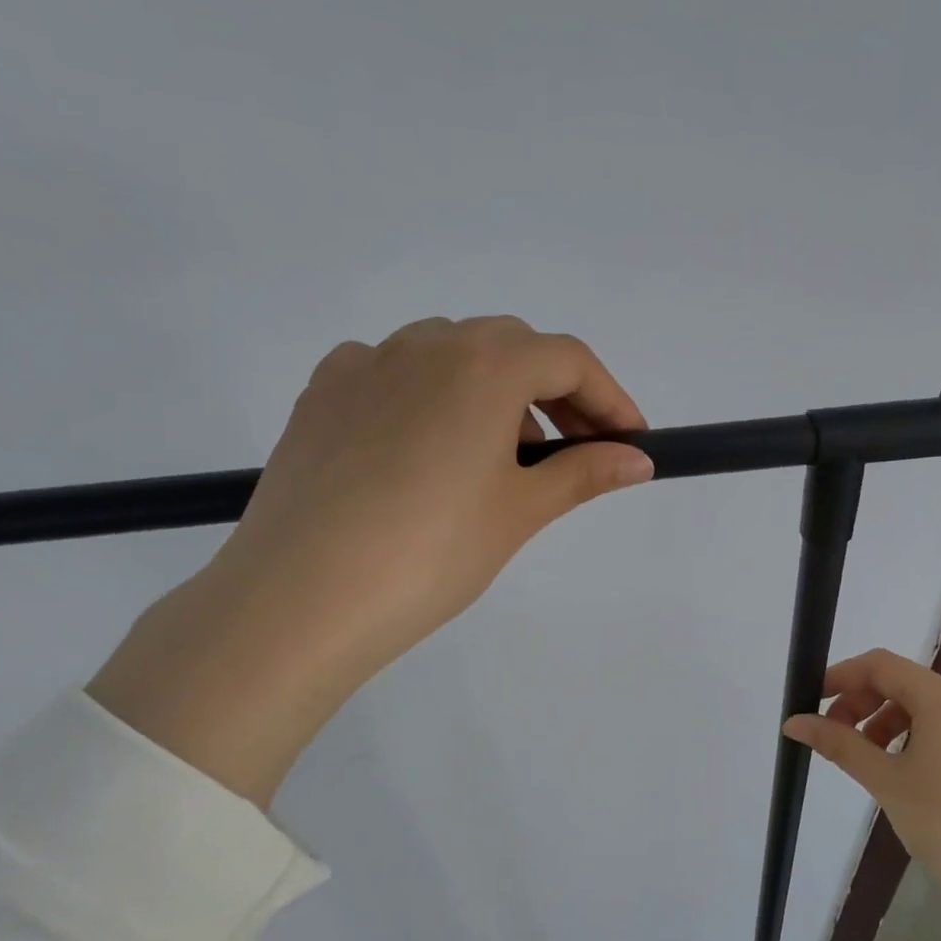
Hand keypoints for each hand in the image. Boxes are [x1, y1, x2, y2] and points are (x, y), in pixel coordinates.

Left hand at [88, 316, 653, 805]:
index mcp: (482, 364)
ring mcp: (364, 364)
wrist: (303, 597)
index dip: (610, 399)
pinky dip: (429, 399)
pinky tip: (426, 452)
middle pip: (510, 348)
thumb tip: (637, 460)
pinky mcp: (321, 395)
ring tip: (499, 462)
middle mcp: (423, 343)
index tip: (630, 443)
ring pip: (450, 357)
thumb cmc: (432, 553)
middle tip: (572, 454)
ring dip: (493, 394)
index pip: (568, 360)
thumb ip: (584, 474)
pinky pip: (393, 375)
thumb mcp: (519, 512)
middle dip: (555, 394)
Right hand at [782, 649, 940, 909]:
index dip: (841, 677)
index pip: (881, 666)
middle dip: (861, 703)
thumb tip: (794, 723)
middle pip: (902, 683)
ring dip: (883, 722)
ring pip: (922, 707)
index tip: (810, 700)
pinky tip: (898, 770)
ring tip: (863, 758)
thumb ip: (838, 743)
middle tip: (833, 736)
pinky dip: (911, 737)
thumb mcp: (885, 779)